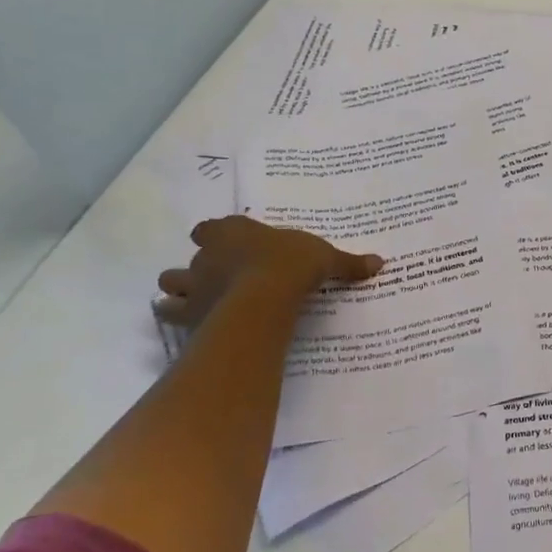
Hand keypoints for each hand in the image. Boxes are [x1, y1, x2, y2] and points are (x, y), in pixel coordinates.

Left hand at [154, 216, 383, 331]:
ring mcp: (194, 283)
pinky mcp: (189, 313)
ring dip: (181, 289)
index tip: (228, 243)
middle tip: (220, 276)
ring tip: (197, 299)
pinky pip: (171, 314)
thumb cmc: (290, 265)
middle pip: (192, 254)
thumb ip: (348, 262)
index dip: (217, 235)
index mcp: (234, 231)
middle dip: (201, 265)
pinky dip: (176, 318)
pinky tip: (187, 324)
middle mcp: (208, 254)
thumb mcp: (325, 258)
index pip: (212, 227)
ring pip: (172, 282)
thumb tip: (380, 263)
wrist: (263, 298)